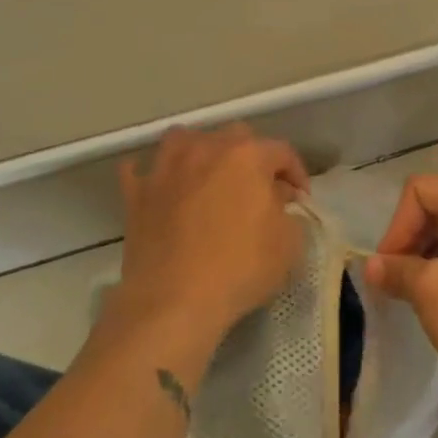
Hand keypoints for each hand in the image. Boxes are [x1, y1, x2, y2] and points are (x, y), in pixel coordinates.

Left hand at [113, 125, 308, 346]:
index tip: (300, 199)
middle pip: (234, 136)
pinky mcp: (137, 193)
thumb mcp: (289, 245)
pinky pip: (139, 170)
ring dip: (200, 152)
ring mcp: (166, 168)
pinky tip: (159, 186)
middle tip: (257, 187)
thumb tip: (275, 200)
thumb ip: (289, 213)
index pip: (282, 151)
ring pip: (183, 139)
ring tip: (207, 176)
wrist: (172, 302)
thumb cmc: (239, 269)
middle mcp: (206, 149)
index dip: (296, 173)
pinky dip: (150, 174)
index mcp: (247, 156)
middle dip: (251, 156)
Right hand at [364, 175, 437, 402]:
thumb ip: (396, 270)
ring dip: (429, 257)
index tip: (388, 268)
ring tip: (418, 295)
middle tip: (397, 283)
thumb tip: (370, 266)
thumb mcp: (431, 291)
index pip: (419, 191)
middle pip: (437, 207)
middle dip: (411, 242)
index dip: (397, 227)